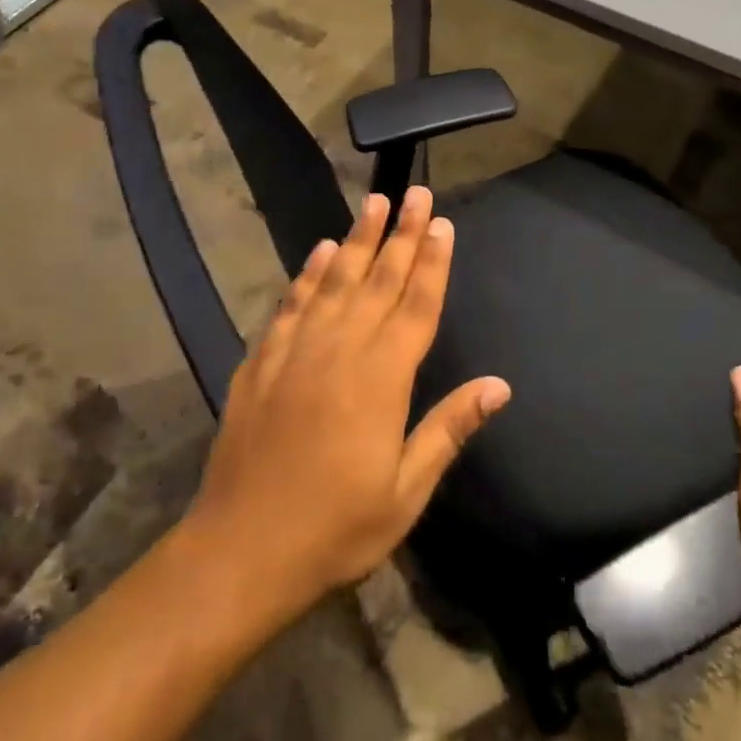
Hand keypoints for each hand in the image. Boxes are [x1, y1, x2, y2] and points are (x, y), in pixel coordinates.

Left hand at [180, 186, 511, 622]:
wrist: (242, 547)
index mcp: (382, 379)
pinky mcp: (263, 360)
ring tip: (373, 202)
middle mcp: (341, 349)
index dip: (432, 262)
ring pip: (335, 280)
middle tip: (415, 192)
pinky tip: (320, 252)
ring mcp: (297, 350)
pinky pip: (291, 303)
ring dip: (357, 239)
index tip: (442, 223)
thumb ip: (448, 429)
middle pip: (379, 279)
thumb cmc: (335, 528)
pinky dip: (308, 274)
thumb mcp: (405, 492)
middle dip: (401, 233)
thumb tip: (498, 385)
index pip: (416, 305)